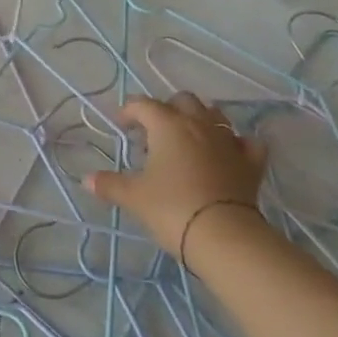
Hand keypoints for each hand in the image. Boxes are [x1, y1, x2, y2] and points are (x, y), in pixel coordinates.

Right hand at [84, 94, 267, 261]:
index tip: (121, 125)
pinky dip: (237, 143)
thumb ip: (109, 185)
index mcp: (168, 125)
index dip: (129, 111)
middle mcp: (199, 125)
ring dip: (200, 119)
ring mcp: (229, 142)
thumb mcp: (133, 197)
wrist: (224, 235)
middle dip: (167, 109)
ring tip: (188, 138)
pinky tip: (229, 152)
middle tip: (154, 131)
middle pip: (183, 101)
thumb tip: (86, 180)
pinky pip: (247, 142)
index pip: (144, 105)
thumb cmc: (171, 207)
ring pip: (215, 115)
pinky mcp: (251, 163)